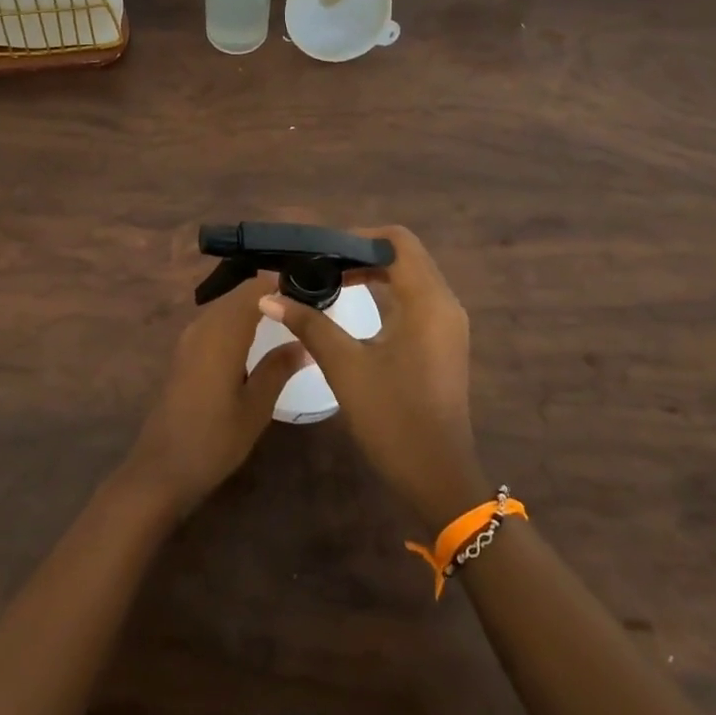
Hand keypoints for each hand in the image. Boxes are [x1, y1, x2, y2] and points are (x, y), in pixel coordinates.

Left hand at [124, 271, 306, 518]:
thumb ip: (279, 368)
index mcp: (223, 334)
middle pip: (238, 294)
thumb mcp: (255, 408)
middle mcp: (203, 327)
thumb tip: (305, 342)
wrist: (162, 469)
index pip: (254, 289)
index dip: (280, 284)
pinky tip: (254, 338)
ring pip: (225, 307)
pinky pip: (214, 322)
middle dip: (268, 293)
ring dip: (251, 306)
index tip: (310, 290)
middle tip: (303, 305)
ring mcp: (189, 339)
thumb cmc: (214, 441)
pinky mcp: (184, 353)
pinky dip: (236, 320)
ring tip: (285, 318)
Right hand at [257, 225, 486, 528]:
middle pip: (404, 255)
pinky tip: (353, 304)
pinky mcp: (442, 341)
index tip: (319, 249)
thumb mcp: (345, 367)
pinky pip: (414, 298)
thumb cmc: (392, 418)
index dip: (357, 238)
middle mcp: (444, 303)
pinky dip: (384, 292)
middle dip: (360, 252)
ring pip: (409, 276)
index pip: (396, 242)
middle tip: (318, 261)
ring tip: (328, 278)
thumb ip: (309, 324)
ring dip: (372, 272)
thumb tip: (268, 296)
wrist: (437, 476)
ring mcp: (447, 324)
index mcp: (427, 301)